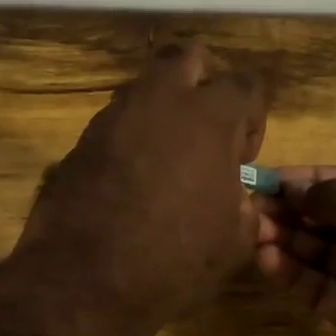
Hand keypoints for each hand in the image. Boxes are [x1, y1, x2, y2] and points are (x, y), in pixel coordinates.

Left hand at [8, 41, 267, 335]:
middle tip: (207, 126)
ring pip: (146, 84)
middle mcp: (160, 100)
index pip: (246, 83)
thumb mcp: (235, 241)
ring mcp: (115, 115)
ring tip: (168, 154)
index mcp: (208, 116)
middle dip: (204, 80)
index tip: (241, 156)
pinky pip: (117, 118)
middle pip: (187, 56)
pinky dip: (133, 133)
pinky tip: (133, 175)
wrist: (85, 279)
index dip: (253, 116)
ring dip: (165, 105)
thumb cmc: (174, 260)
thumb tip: (237, 194)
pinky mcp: (82, 137)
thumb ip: (245, 204)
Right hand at [256, 166, 335, 335]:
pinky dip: (293, 272)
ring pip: (320, 250)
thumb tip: (295, 186)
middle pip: (333, 215)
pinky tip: (268, 261)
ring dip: (288, 238)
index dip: (313, 178)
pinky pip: (318, 285)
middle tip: (253, 206)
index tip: (271, 178)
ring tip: (254, 231)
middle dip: (294, 209)